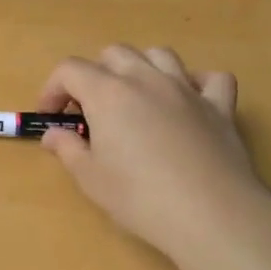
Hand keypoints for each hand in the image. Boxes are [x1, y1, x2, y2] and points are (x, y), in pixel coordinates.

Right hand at [37, 46, 268, 266]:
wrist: (210, 215)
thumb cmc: (139, 197)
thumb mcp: (90, 178)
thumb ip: (68, 149)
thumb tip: (54, 135)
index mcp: (108, 93)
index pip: (70, 70)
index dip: (53, 89)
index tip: (50, 117)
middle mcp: (146, 79)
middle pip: (114, 54)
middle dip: (95, 74)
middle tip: (90, 110)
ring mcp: (186, 89)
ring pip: (159, 55)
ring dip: (140, 68)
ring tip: (135, 98)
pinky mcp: (220, 107)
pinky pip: (211, 79)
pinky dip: (196, 83)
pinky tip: (188, 102)